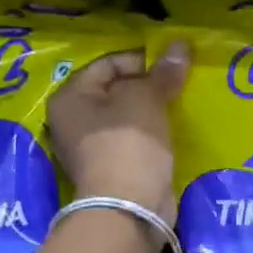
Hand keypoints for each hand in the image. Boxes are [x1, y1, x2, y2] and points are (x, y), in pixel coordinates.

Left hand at [48, 42, 188, 224]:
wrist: (130, 208)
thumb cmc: (128, 143)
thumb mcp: (146, 99)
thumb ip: (163, 72)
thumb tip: (181, 45)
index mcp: (70, 98)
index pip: (108, 63)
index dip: (142, 59)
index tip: (174, 63)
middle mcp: (73, 121)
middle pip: (116, 91)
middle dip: (149, 86)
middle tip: (181, 82)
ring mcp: (92, 149)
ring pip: (127, 118)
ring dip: (153, 111)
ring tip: (182, 104)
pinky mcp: (113, 170)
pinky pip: (135, 141)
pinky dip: (154, 135)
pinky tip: (176, 130)